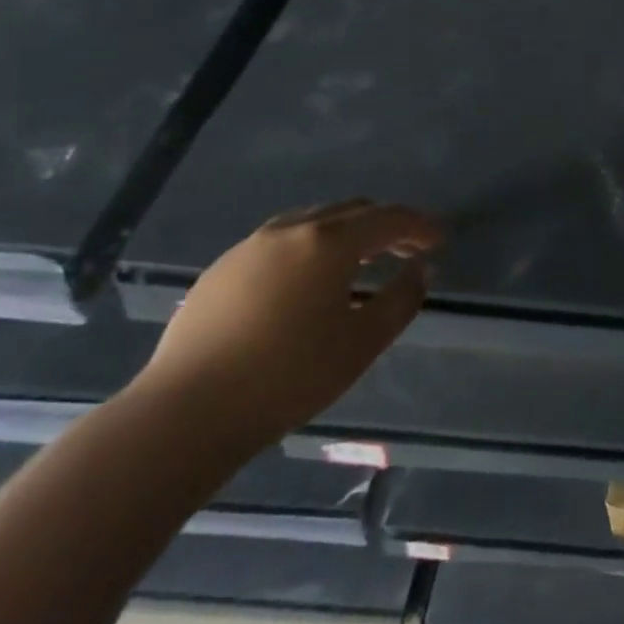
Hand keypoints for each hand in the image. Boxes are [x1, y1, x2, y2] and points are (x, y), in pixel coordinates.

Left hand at [135, 199, 439, 451]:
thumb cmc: (288, 376)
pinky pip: (280, 242)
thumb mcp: (362, 343)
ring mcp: (250, 246)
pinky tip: (306, 284)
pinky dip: (309, 249)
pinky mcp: (221, 270)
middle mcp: (291, 230)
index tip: (439, 242)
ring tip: (359, 264)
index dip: (419, 226)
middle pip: (351, 210)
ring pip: (312, 221)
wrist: (185, 413)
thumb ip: (401, 299)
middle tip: (405, 252)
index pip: (388, 218)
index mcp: (329, 242)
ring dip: (345, 234)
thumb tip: (422, 270)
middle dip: (384, 226)